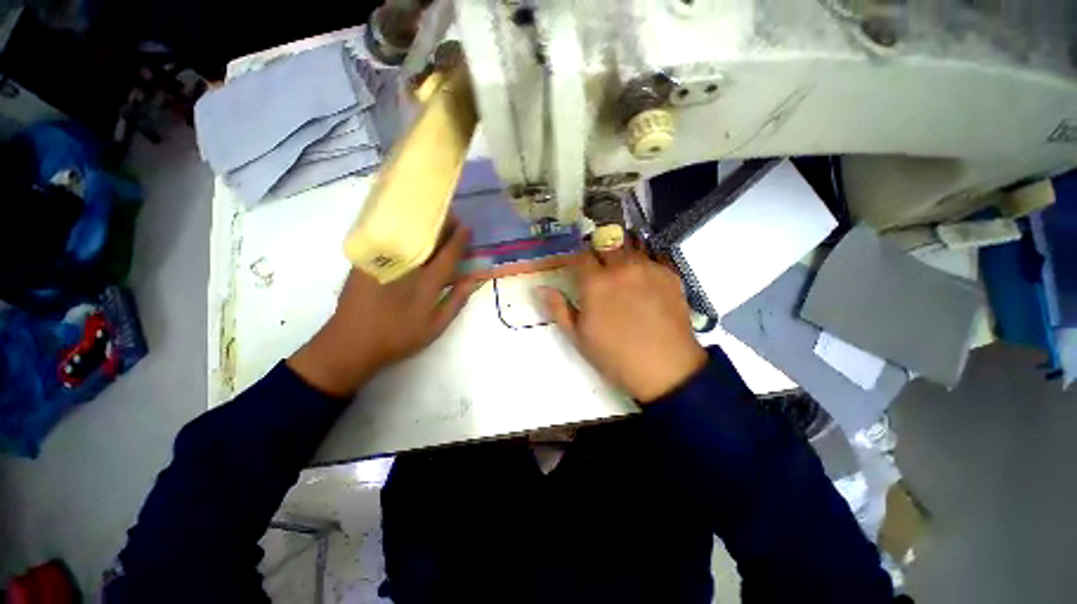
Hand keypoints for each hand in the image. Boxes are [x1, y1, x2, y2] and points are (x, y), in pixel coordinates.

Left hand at [288, 221, 479, 396]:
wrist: (350, 343)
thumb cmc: (399, 337)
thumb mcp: (435, 326)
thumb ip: (456, 300)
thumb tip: (473, 279)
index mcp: (426, 282)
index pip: (448, 253)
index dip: (460, 239)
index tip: (468, 228)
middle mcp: (406, 266)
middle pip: (428, 236)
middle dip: (443, 224)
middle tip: (453, 219)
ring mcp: (383, 260)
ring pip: (408, 233)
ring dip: (424, 225)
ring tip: (434, 222)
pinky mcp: (365, 260)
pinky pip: (389, 237)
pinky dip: (403, 231)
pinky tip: (408, 231)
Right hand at [541, 240, 706, 403]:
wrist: (665, 369)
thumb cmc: (614, 355)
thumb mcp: (578, 336)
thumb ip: (558, 308)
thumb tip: (540, 288)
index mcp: (595, 283)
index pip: (581, 255)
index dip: (577, 259)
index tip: (578, 268)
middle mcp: (622, 268)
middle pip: (607, 244)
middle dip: (600, 252)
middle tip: (601, 269)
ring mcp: (648, 269)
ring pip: (631, 250)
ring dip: (623, 258)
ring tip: (624, 278)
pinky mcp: (670, 275)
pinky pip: (652, 261)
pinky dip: (644, 268)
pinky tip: (646, 287)